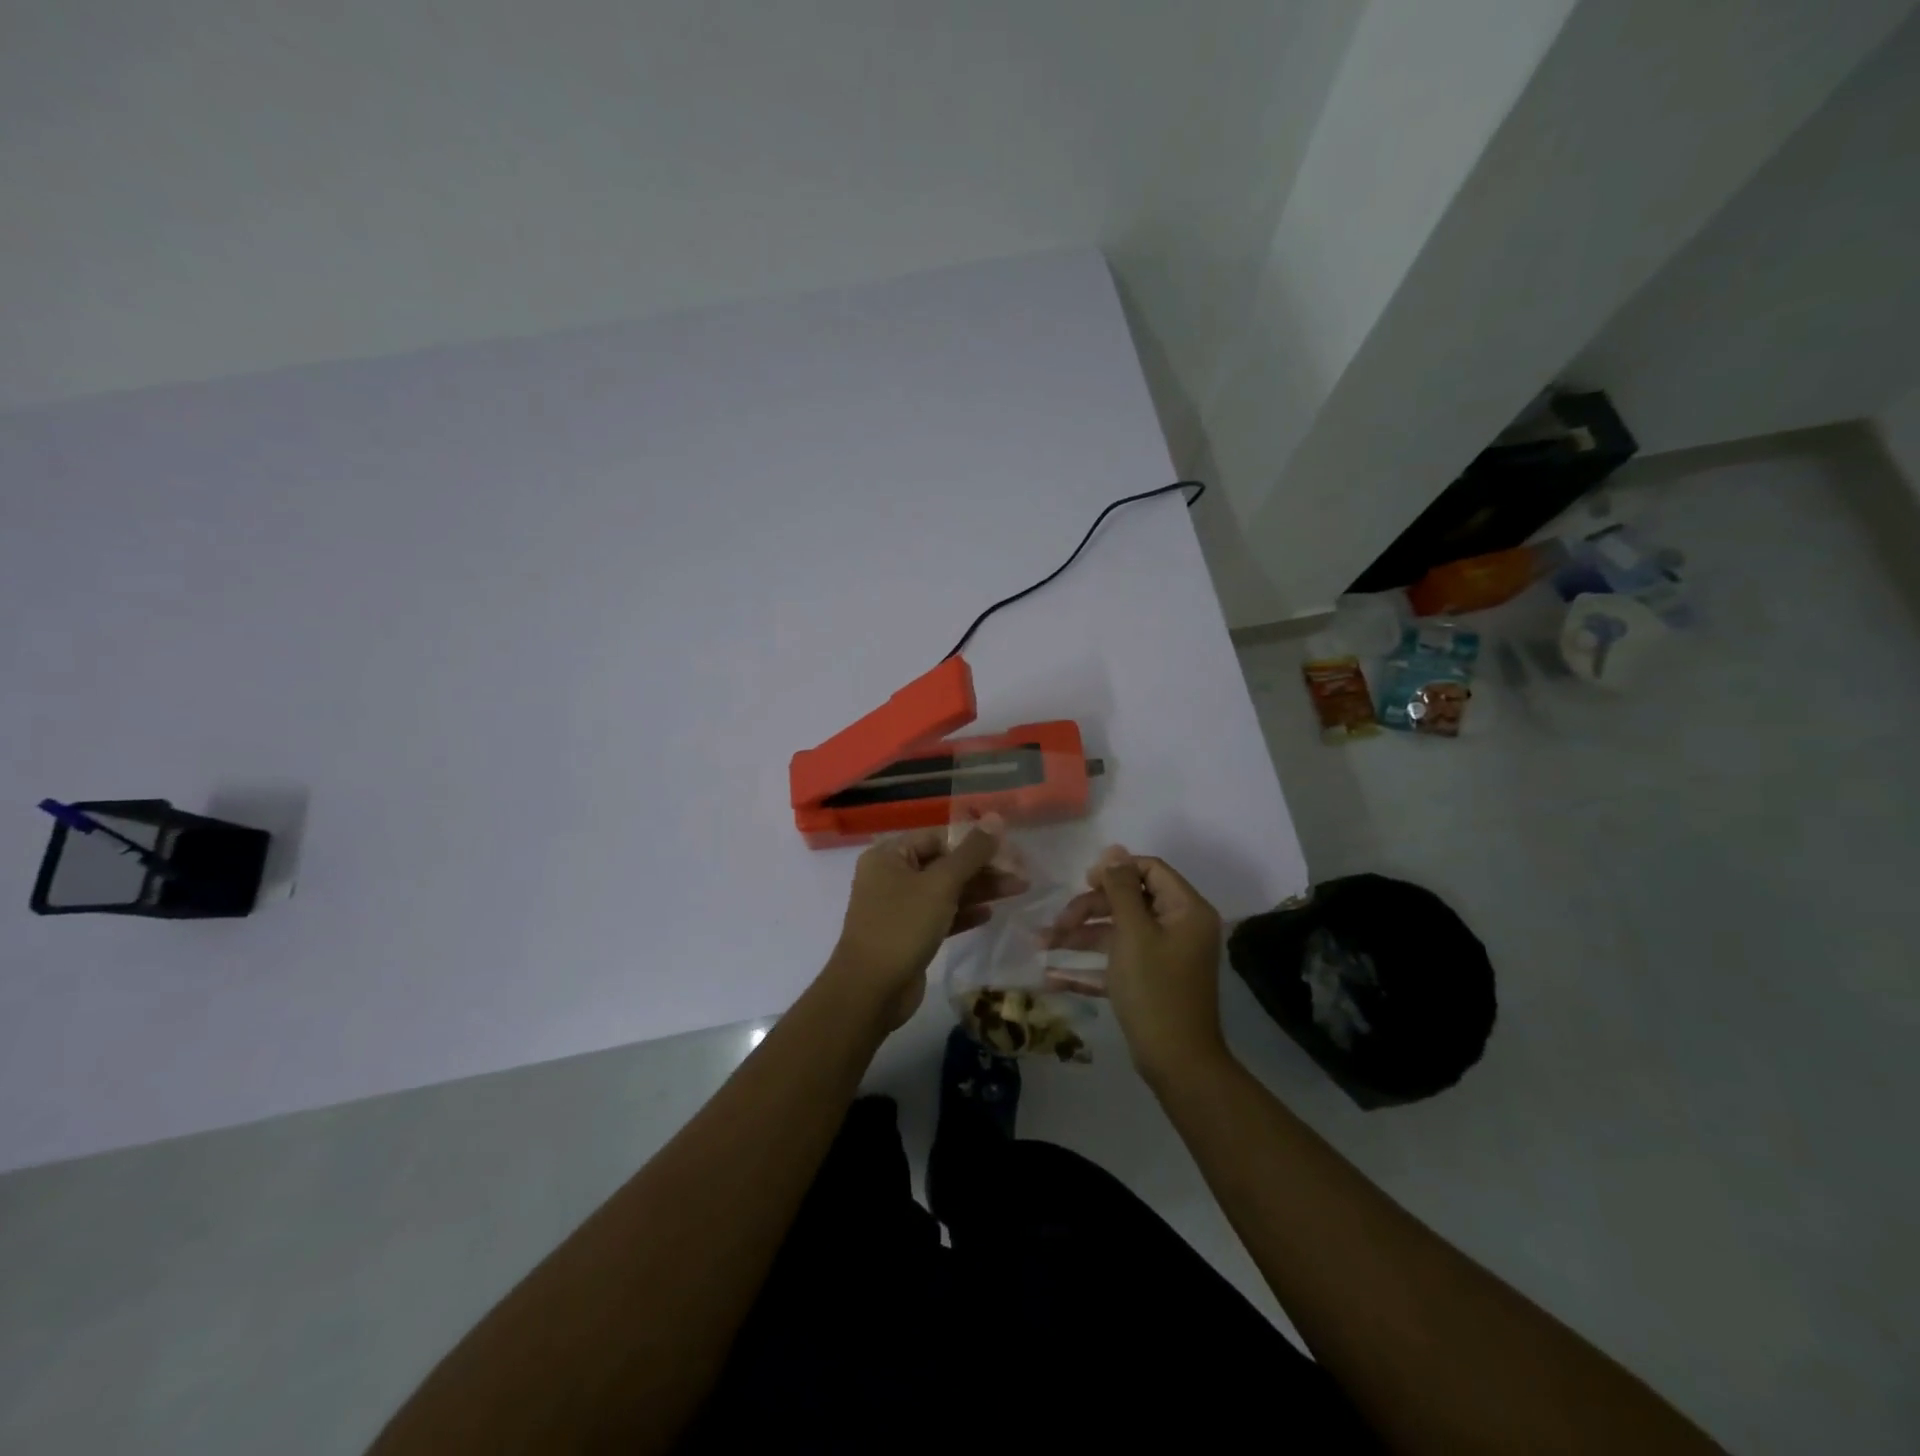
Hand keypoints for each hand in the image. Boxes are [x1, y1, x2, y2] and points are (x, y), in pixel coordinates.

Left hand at [828, 826, 1027, 1029]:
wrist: (870, 991)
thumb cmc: (902, 927)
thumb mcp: (940, 885)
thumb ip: (971, 852)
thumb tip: (996, 817)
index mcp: (889, 855)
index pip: (938, 837)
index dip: (974, 842)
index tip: (1009, 850)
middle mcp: (891, 876)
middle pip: (944, 864)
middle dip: (982, 868)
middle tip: (1020, 874)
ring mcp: (899, 907)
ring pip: (945, 891)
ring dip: (979, 890)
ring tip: (1018, 890)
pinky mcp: (909, 934)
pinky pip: (940, 915)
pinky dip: (963, 913)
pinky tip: (990, 914)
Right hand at [1043, 846, 1226, 1080]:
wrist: (1177, 1064)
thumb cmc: (1155, 991)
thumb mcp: (1133, 933)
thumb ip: (1121, 889)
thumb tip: (1114, 849)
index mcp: (1186, 910)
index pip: (1150, 870)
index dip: (1115, 871)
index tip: (1084, 882)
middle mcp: (1180, 927)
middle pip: (1130, 900)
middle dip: (1089, 908)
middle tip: (1057, 922)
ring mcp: (1166, 956)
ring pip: (1119, 932)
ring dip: (1081, 937)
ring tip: (1043, 946)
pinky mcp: (1151, 981)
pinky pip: (1119, 961)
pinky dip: (1091, 966)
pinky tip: (1055, 976)